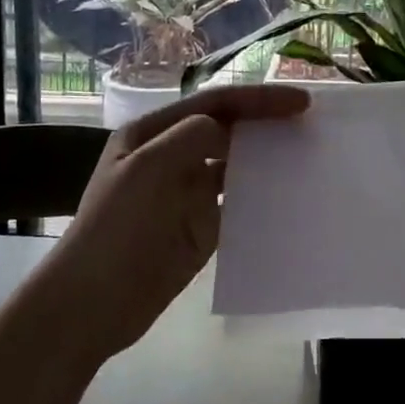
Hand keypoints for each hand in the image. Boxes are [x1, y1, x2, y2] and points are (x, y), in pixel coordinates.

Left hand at [44, 83, 309, 358]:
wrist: (92, 304)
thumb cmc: (116, 228)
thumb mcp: (147, 168)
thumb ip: (192, 137)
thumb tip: (227, 132)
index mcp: (153, 133)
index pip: (215, 104)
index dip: (260, 99)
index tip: (302, 103)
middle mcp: (172, 156)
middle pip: (229, 129)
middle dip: (268, 124)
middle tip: (312, 126)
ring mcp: (187, 193)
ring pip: (237, 165)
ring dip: (268, 159)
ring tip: (308, 157)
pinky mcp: (201, 227)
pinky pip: (239, 203)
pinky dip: (263, 196)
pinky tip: (290, 196)